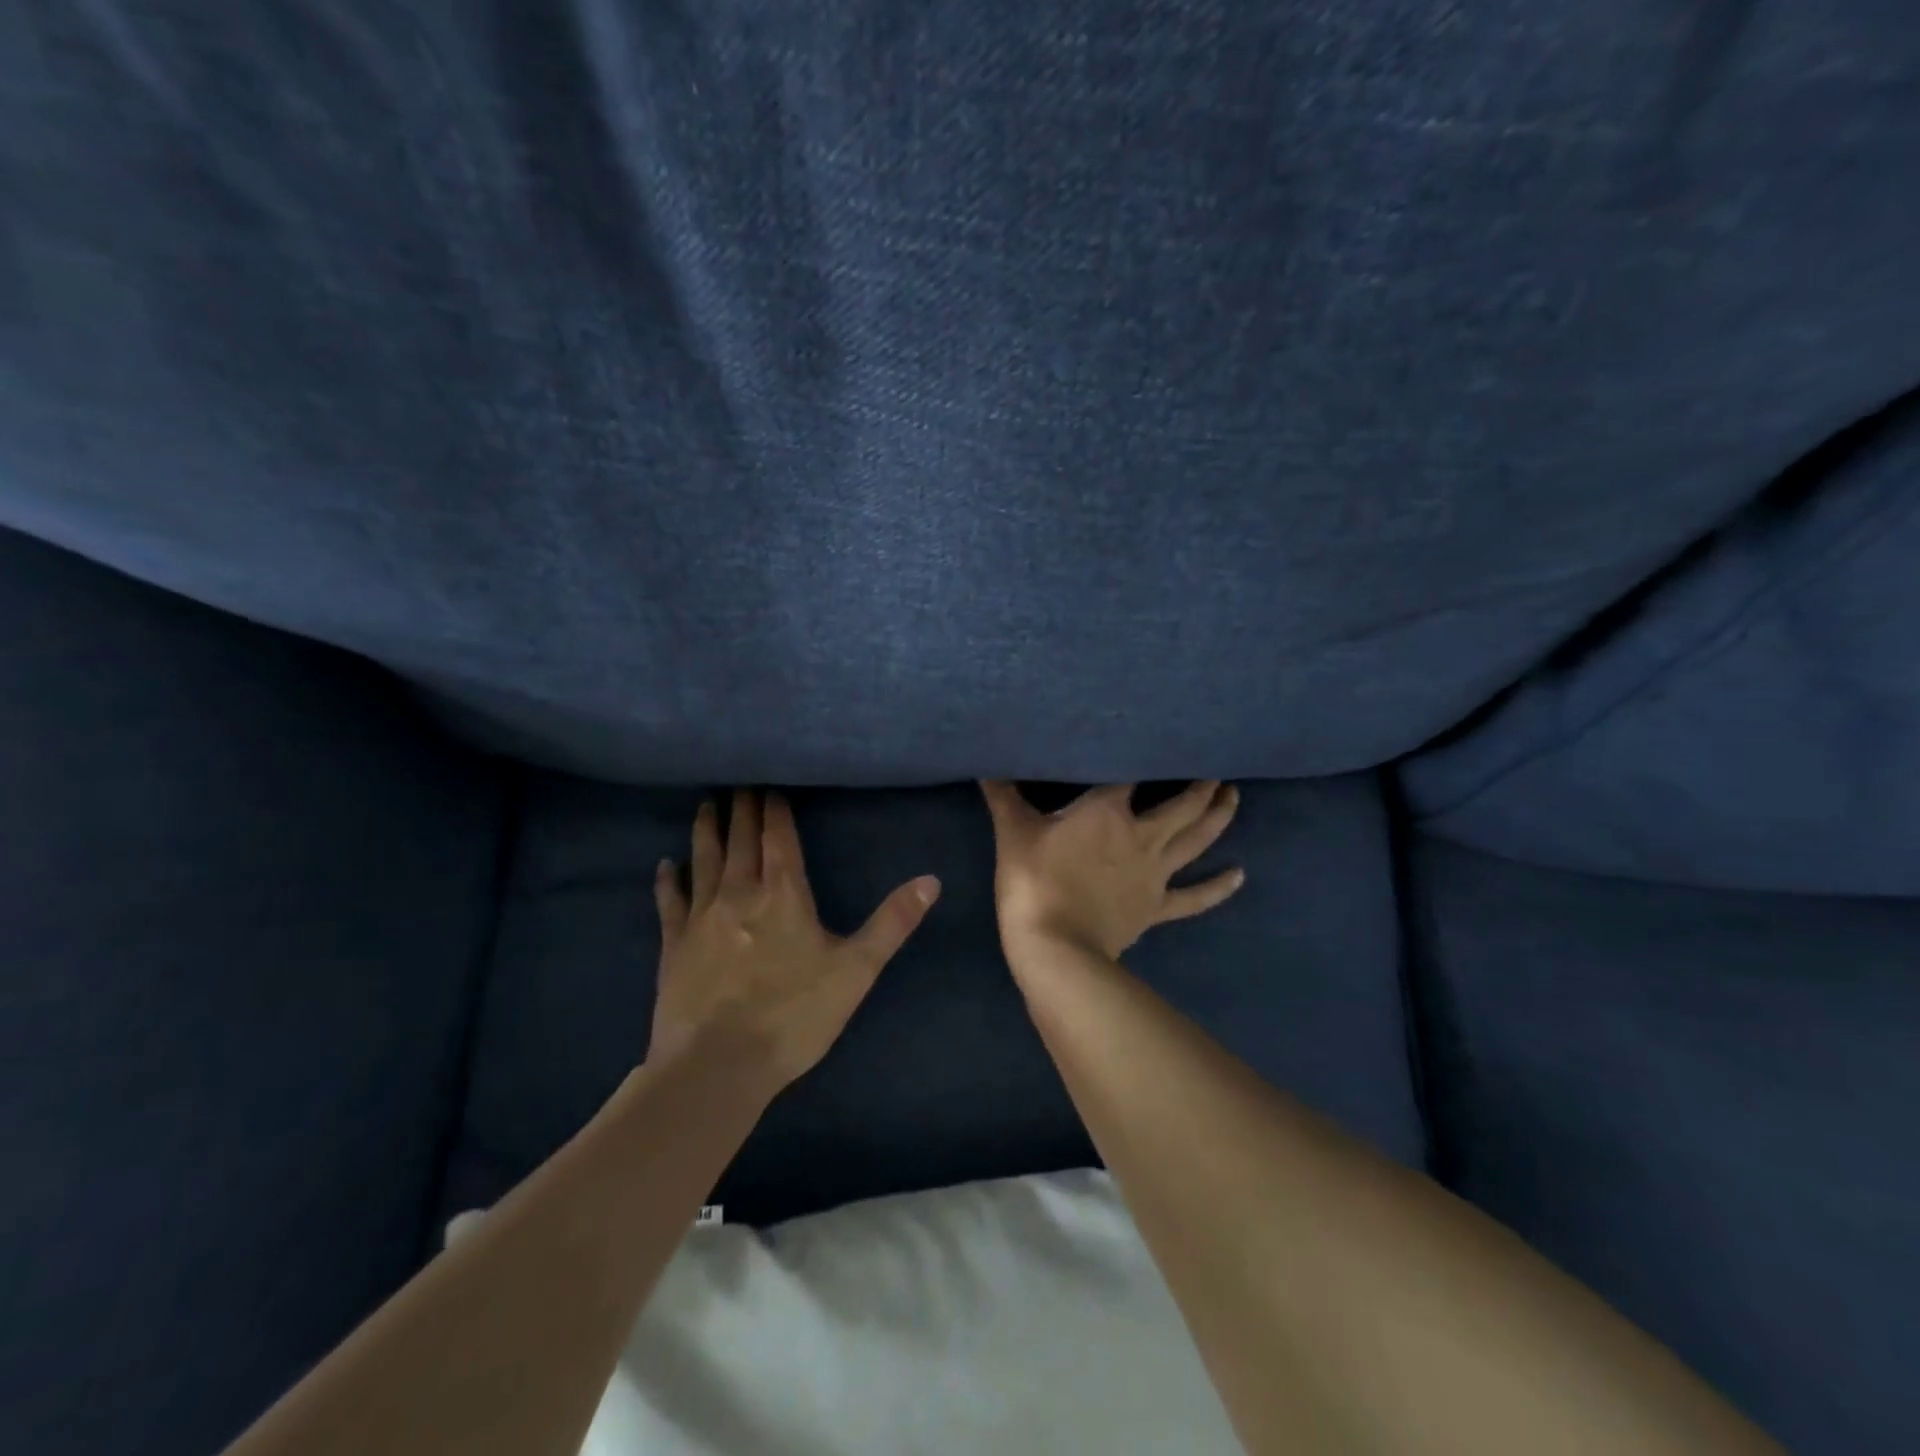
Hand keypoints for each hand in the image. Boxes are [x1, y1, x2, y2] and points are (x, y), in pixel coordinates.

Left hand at [651, 789, 941, 1093]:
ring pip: (704, 859)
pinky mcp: (674, 945)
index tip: (772, 783)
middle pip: (741, 839)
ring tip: (707, 803)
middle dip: (743, 807)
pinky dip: (668, 880)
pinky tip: (665, 864)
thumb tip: (931, 880)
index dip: (776, 809)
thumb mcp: (856, 970)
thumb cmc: (794, 1015)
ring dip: (707, 829)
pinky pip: (670, 902)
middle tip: (739, 779)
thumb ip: (893, 922)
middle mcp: (739, 893)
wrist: (717, 1066)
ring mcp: (701, 917)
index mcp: (783, 894)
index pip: (779, 837)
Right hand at [979, 780, 1244, 959]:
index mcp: (1107, 811)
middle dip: (1201, 785)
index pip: (1134, 774)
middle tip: (1216, 769)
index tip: (1165, 738)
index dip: (1149, 754)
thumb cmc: (1032, 882)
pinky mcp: (1156, 909)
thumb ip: (1003, 795)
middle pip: (1182, 805)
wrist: (1055, 947)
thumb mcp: (1012, 832)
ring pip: (1196, 840)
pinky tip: (1239, 875)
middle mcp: (1140, 836)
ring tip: (1233, 797)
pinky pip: (1194, 898)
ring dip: (1218, 817)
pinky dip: (1218, 887)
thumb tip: (984, 765)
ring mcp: (1154, 874)